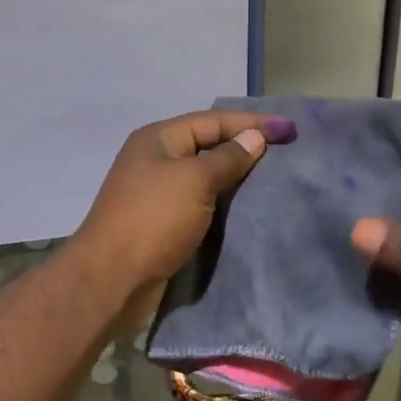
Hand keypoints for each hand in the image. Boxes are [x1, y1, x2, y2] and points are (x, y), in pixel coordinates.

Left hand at [74, 108, 296, 301]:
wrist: (111, 280)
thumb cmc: (153, 220)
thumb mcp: (195, 181)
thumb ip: (227, 158)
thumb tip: (254, 137)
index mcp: (158, 140)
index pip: (212, 120)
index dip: (251, 123)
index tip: (289, 130)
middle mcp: (155, 160)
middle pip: (207, 145)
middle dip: (244, 147)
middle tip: (284, 151)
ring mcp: (156, 192)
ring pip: (204, 176)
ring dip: (235, 176)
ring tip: (272, 178)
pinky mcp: (161, 222)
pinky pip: (199, 202)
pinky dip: (223, 201)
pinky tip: (246, 207)